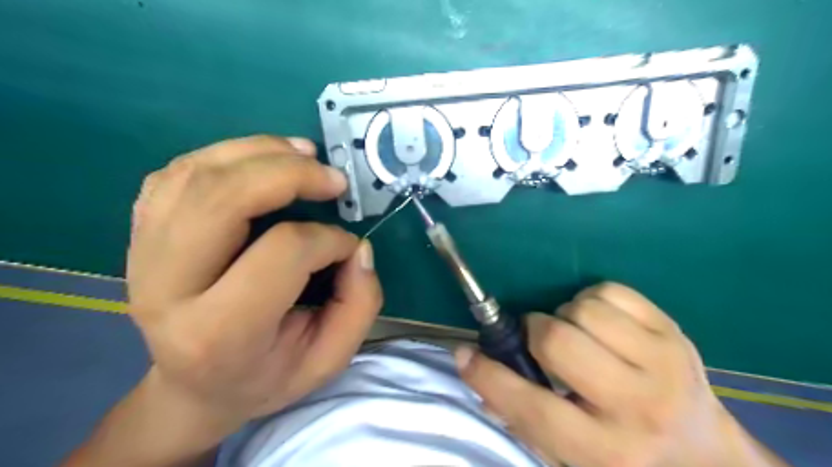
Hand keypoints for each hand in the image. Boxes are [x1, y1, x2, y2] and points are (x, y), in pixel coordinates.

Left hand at [127, 134, 380, 425]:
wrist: (196, 387)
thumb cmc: (267, 374)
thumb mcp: (329, 359)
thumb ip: (359, 305)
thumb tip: (358, 248)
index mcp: (219, 332)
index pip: (283, 252)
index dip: (329, 239)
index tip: (348, 247)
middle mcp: (167, 288)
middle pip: (223, 198)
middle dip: (290, 173)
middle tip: (333, 178)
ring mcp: (143, 256)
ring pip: (197, 174)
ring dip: (259, 152)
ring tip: (304, 154)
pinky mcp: (141, 235)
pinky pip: (178, 172)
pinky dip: (226, 155)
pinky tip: (261, 162)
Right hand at [455, 283, 787, 464]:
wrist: (706, 458)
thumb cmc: (627, 459)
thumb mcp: (571, 459)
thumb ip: (522, 419)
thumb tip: (477, 370)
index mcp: (605, 451)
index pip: (530, 406)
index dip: (488, 376)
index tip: (464, 353)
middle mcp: (637, 406)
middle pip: (558, 341)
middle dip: (535, 332)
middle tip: (539, 341)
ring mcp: (662, 362)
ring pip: (583, 310)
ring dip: (565, 316)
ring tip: (577, 336)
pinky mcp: (673, 331)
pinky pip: (611, 291)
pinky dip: (592, 301)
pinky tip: (601, 324)